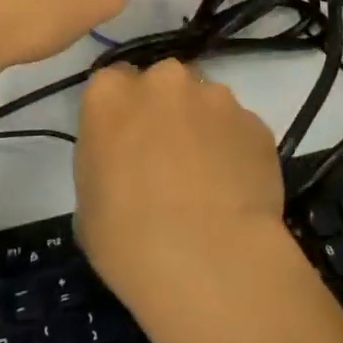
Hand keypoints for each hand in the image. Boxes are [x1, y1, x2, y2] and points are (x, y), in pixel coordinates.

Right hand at [74, 60, 291, 330]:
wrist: (212, 262)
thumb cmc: (130, 242)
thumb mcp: (88, 205)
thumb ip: (104, 161)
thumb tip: (127, 162)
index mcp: (110, 93)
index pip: (112, 84)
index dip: (121, 115)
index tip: (125, 146)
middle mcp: (163, 79)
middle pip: (161, 85)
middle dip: (163, 113)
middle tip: (165, 161)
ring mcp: (214, 95)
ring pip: (203, 102)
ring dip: (201, 128)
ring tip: (207, 182)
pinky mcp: (254, 121)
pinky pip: (237, 130)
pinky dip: (234, 150)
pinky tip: (234, 193)